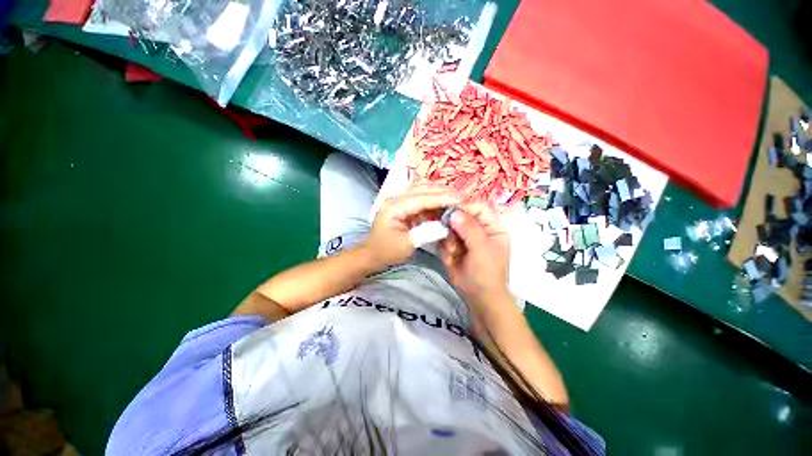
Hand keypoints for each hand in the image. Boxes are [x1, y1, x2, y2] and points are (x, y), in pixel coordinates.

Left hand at [363, 186, 459, 268]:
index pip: (422, 198)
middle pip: (423, 190)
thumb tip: (445, 225)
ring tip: (458, 198)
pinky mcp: (404, 207)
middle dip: (444, 192)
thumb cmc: (386, 251)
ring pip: (423, 193)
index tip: (462, 199)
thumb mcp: (405, 245)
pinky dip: (435, 202)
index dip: (443, 197)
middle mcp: (397, 199)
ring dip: (440, 194)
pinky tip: (446, 205)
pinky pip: (422, 201)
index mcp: (395, 206)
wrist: (372, 254)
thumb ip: (425, 233)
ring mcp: (400, 202)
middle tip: (464, 196)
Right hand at [441, 203, 510, 305]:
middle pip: (462, 216)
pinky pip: (445, 239)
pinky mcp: (454, 246)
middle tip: (450, 238)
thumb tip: (454, 212)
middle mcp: (479, 229)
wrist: (479, 298)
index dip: (465, 208)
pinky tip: (450, 258)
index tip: (450, 213)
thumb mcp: (482, 250)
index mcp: (493, 227)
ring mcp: (465, 238)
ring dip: (449, 240)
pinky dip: (445, 248)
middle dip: (453, 227)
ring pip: (450, 228)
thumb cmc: (487, 274)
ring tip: (452, 252)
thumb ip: (470, 229)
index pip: (479, 208)